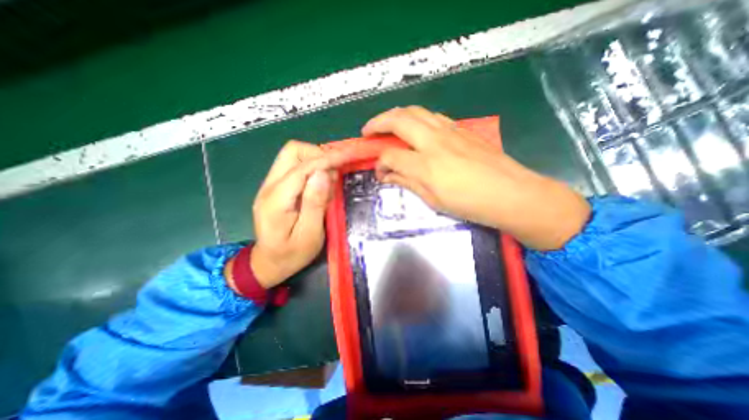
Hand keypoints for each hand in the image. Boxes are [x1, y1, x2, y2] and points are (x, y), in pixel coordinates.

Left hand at [246, 141, 333, 288]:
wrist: (268, 263)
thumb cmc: (292, 254)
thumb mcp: (310, 234)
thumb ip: (315, 203)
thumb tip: (323, 173)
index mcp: (276, 200)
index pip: (302, 168)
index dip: (326, 159)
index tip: (347, 157)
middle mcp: (269, 186)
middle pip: (292, 151)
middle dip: (318, 154)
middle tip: (336, 170)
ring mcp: (269, 185)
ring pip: (293, 156)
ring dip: (315, 160)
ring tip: (330, 179)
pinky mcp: (275, 188)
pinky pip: (294, 166)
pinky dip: (311, 168)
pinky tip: (320, 184)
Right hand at [363, 106, 591, 251]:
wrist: (511, 193)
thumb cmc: (470, 203)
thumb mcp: (434, 200)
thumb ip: (408, 183)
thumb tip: (387, 176)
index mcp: (426, 164)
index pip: (390, 155)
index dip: (379, 163)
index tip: (379, 171)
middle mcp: (434, 141)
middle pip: (398, 119)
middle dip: (377, 123)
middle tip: (367, 131)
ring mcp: (449, 131)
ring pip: (415, 111)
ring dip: (396, 115)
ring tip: (387, 124)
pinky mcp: (461, 129)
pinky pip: (432, 116)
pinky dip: (416, 118)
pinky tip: (415, 128)